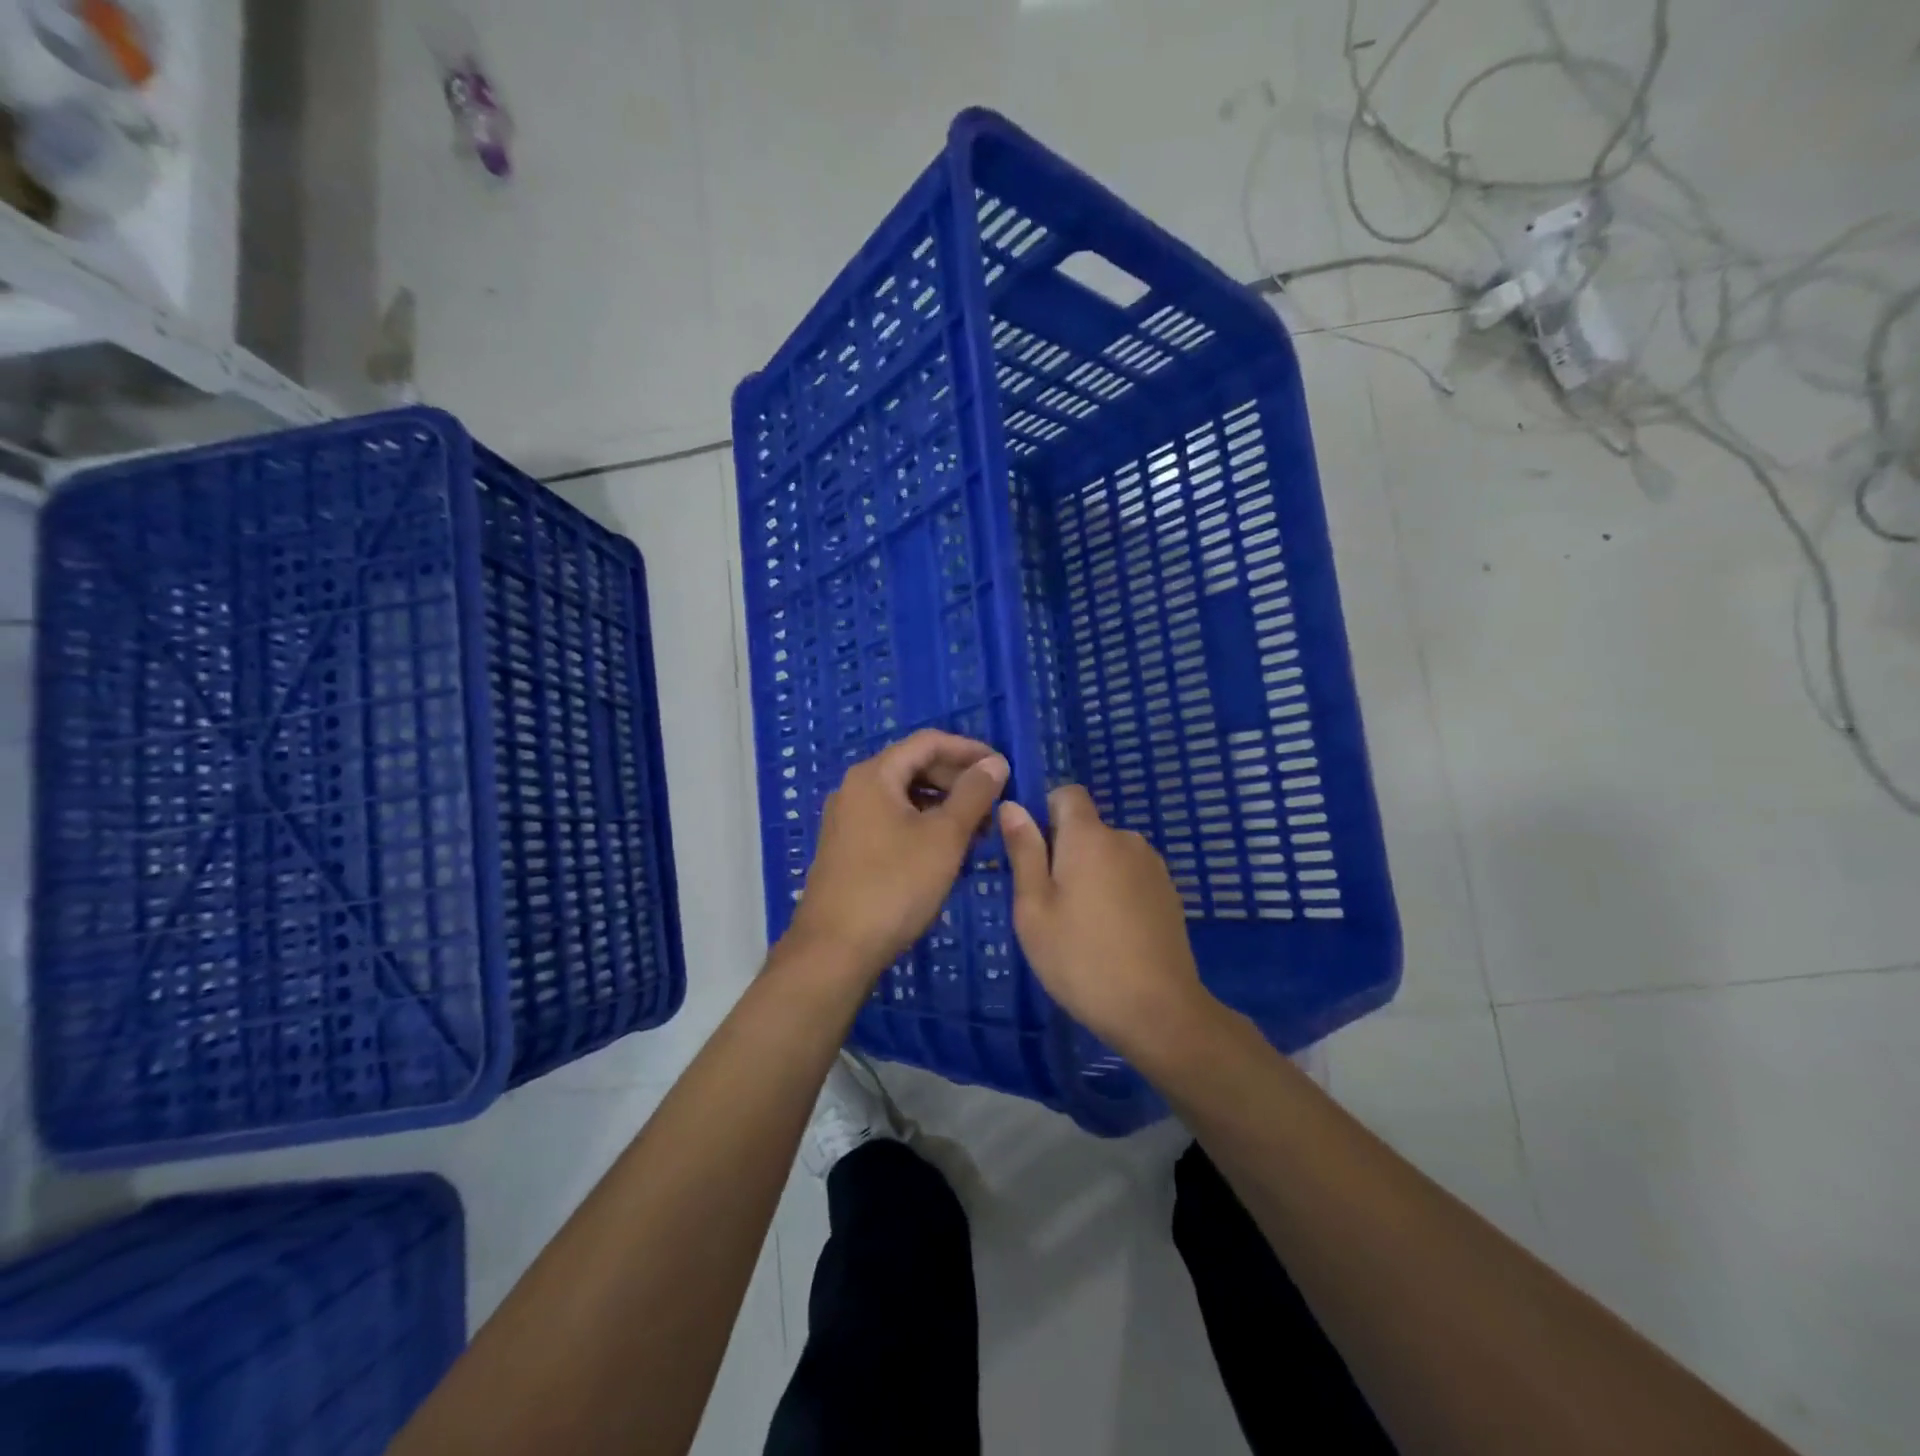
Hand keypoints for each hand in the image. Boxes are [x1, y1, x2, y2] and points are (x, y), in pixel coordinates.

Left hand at [783, 730, 1009, 981]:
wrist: (835, 949)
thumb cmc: (894, 885)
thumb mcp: (944, 837)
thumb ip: (974, 794)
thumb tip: (994, 763)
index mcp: (874, 775)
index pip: (928, 742)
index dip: (969, 750)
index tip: (1003, 767)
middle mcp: (855, 789)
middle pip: (914, 766)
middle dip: (958, 780)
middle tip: (995, 801)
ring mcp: (848, 820)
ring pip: (905, 797)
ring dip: (944, 805)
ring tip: (979, 830)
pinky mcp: (848, 849)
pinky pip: (893, 821)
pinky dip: (924, 825)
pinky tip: (947, 850)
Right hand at [999, 786, 1216, 1056]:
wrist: (1158, 1010)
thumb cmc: (1080, 959)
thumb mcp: (1034, 908)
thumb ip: (1024, 851)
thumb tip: (1012, 805)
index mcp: (1090, 837)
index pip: (1067, 793)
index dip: (1045, 812)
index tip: (1031, 853)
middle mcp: (1126, 839)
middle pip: (1087, 827)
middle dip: (1064, 851)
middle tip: (1048, 903)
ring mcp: (1153, 866)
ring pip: (1108, 854)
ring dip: (1091, 873)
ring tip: (1080, 925)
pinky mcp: (1169, 893)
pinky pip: (1130, 876)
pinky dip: (1115, 892)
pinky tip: (1111, 935)